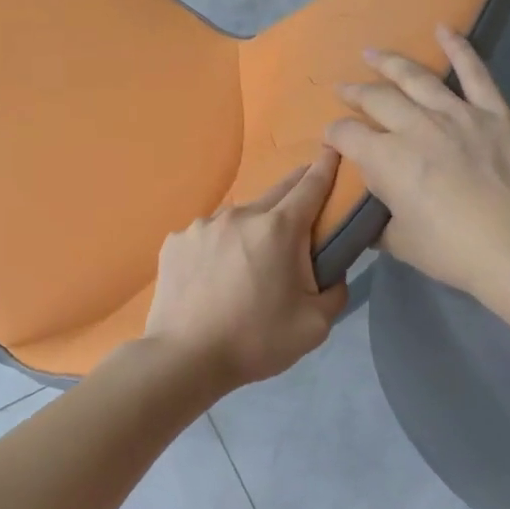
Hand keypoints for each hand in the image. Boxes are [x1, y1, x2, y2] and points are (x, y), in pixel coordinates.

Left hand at [143, 150, 349, 391]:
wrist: (184, 358)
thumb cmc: (255, 341)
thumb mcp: (315, 325)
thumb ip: (334, 290)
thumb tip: (331, 271)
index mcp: (278, 230)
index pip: (310, 186)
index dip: (326, 167)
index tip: (333, 150)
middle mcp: (239, 215)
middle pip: (275, 193)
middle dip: (294, 193)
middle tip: (303, 207)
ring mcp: (202, 226)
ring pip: (238, 218)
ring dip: (252, 229)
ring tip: (248, 263)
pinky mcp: (175, 242)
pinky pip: (207, 236)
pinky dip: (218, 247)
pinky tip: (213, 276)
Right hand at [324, 26, 509, 300]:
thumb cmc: (453, 250)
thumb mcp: (400, 243)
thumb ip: (379, 223)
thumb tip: (369, 218)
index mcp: (386, 160)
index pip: (346, 135)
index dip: (333, 136)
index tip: (331, 140)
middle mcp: (415, 127)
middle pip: (376, 100)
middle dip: (354, 94)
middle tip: (344, 90)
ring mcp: (456, 114)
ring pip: (416, 78)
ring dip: (390, 64)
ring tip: (372, 53)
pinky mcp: (493, 112)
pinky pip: (474, 72)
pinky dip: (458, 47)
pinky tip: (444, 28)